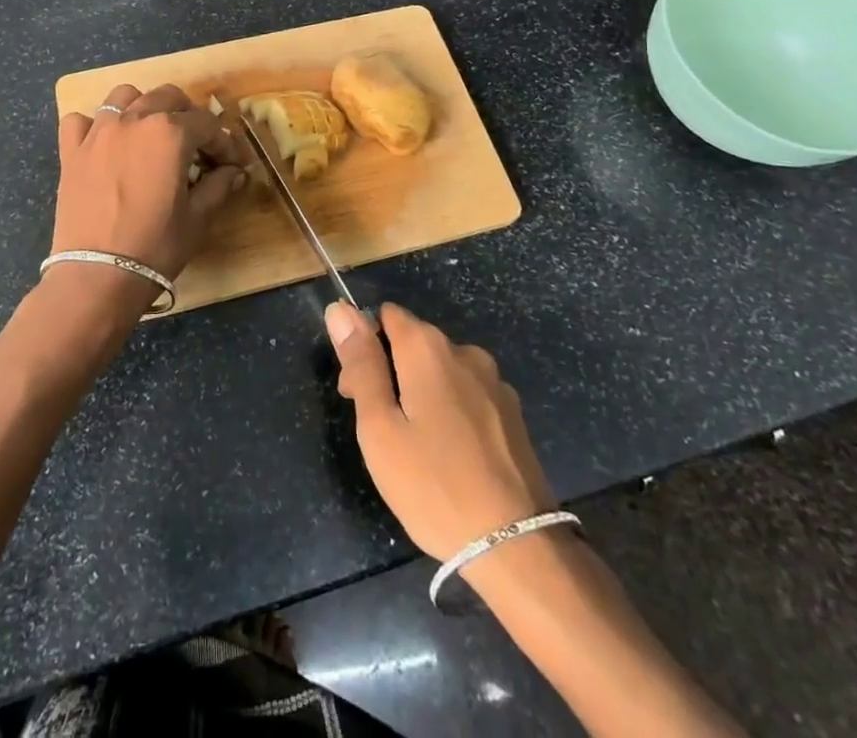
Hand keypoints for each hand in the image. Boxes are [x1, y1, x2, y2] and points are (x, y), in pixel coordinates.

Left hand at [52, 83, 246, 281]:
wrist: (97, 275)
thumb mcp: (197, 218)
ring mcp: (98, 132)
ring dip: (143, 106)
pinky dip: (94, 125)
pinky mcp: (71, 151)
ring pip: (124, 96)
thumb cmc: (155, 246)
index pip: (207, 125)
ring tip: (151, 132)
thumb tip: (235, 172)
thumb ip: (218, 187)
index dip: (224, 143)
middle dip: (188, 115)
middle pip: (167, 97)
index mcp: (170, 133)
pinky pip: (81, 120)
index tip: (232, 162)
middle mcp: (134, 120)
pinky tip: (105, 143)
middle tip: (197, 144)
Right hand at [326, 302, 556, 561]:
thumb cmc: (433, 485)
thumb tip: (340, 309)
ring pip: (442, 371)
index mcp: (428, 348)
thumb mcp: (380, 427)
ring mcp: (494, 383)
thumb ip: (361, 364)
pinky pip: (467, 396)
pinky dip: (451, 412)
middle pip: (413, 342)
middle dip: (390, 372)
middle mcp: (465, 352)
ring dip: (421, 393)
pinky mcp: (513, 415)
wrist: (517, 547)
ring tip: (414, 450)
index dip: (364, 347)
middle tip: (381, 432)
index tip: (357, 395)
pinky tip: (450, 457)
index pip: (385, 316)